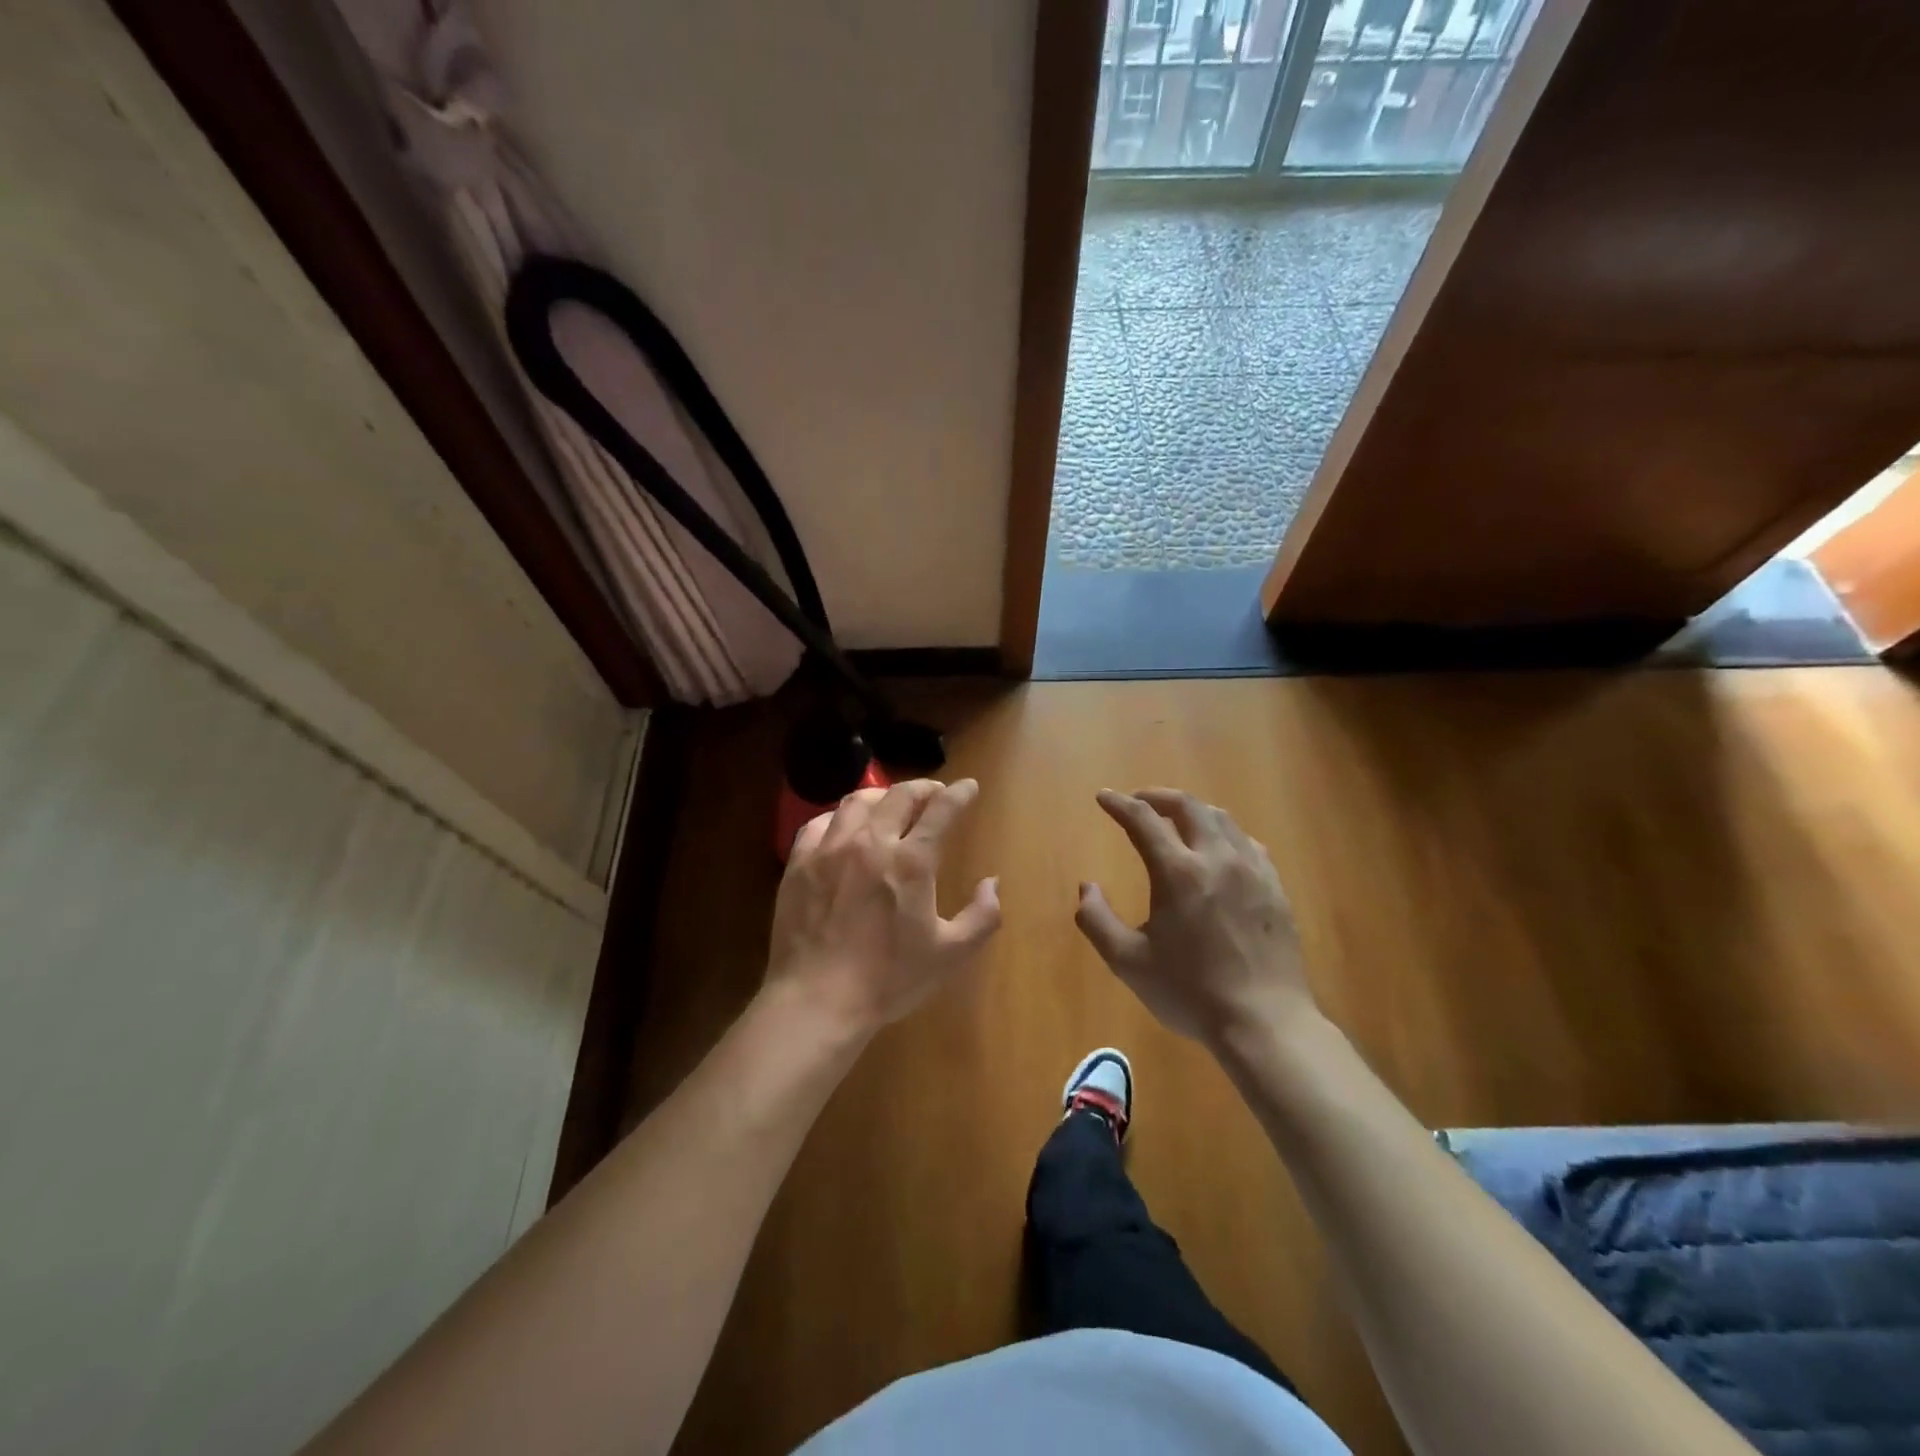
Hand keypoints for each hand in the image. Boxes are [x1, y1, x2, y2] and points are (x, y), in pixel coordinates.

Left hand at [766, 778, 1000, 1039]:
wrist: (817, 1000)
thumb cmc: (889, 979)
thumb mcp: (950, 954)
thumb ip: (982, 915)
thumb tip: (992, 882)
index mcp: (910, 861)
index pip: (941, 810)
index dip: (960, 793)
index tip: (969, 787)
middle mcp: (870, 843)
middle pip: (899, 796)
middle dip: (923, 787)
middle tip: (934, 793)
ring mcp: (829, 849)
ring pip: (857, 801)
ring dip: (882, 796)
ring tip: (891, 804)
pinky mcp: (799, 863)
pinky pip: (819, 823)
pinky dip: (839, 816)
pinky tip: (845, 827)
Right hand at [1076, 789, 1313, 1048]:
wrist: (1264, 1022)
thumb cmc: (1190, 993)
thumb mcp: (1128, 962)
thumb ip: (1097, 920)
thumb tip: (1087, 887)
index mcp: (1178, 873)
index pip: (1144, 820)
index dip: (1120, 804)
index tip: (1104, 797)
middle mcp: (1217, 859)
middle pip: (1188, 807)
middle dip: (1158, 796)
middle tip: (1140, 801)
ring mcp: (1252, 871)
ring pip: (1222, 820)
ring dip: (1193, 811)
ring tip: (1177, 819)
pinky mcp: (1275, 889)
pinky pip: (1248, 844)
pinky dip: (1225, 834)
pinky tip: (1220, 850)